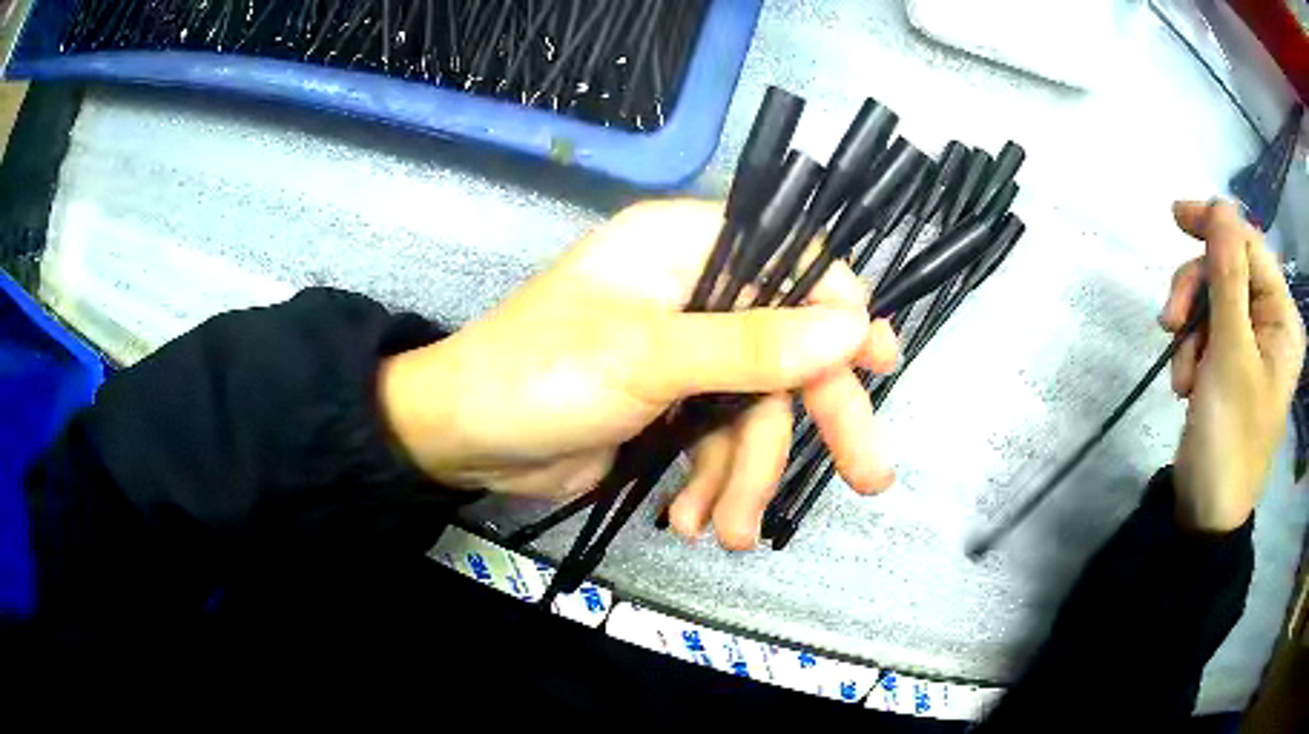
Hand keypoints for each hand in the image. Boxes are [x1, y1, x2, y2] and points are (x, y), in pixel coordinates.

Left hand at [380, 200, 899, 549]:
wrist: (461, 443)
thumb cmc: (537, 377)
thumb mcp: (646, 358)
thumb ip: (751, 345)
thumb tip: (852, 326)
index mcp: (683, 247)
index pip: (789, 258)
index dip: (838, 307)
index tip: (876, 361)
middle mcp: (691, 290)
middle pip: (786, 347)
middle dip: (817, 418)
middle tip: (869, 476)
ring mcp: (683, 354)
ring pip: (753, 410)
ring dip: (744, 477)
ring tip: (724, 532)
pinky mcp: (670, 405)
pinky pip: (719, 441)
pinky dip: (713, 484)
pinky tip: (692, 522)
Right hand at [1160, 200, 1304, 531]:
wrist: (1206, 512)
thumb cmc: (1230, 437)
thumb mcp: (1230, 353)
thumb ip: (1228, 276)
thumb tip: (1220, 207)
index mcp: (1282, 318)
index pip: (1250, 245)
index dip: (1216, 225)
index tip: (1175, 216)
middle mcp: (1270, 323)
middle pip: (1227, 270)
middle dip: (1195, 292)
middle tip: (1170, 323)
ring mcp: (1250, 344)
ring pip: (1210, 299)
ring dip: (1188, 330)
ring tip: (1182, 376)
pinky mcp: (1229, 362)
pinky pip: (1204, 330)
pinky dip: (1189, 352)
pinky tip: (1185, 385)